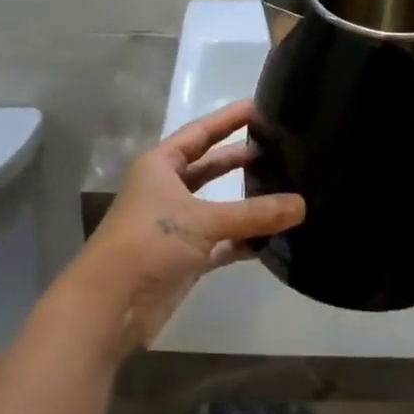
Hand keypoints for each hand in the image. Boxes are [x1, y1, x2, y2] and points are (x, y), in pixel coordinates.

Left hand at [71, 100, 303, 359]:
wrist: (111, 306)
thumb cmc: (149, 243)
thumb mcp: (203, 220)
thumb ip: (254, 213)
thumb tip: (302, 205)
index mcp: (160, 166)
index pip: (199, 133)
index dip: (228, 120)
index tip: (260, 107)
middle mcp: (166, 190)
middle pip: (209, 167)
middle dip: (240, 158)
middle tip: (280, 148)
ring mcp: (176, 226)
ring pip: (219, 207)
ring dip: (247, 203)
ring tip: (287, 188)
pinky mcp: (185, 258)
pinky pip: (222, 242)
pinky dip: (245, 240)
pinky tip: (275, 237)